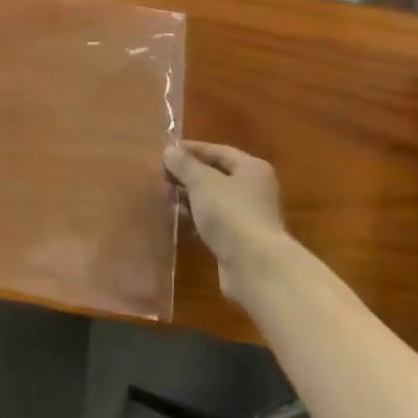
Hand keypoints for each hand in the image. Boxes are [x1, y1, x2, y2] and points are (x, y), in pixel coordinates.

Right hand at [164, 141, 285, 302]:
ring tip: (165, 199)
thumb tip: (169, 151)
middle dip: (188, 176)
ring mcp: (250, 217)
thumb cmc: (230, 213)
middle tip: (162, 177)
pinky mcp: (241, 241)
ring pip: (214, 200)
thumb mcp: (202, 182)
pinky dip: (197, 219)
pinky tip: (179, 220)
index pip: (218, 151)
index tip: (165, 152)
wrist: (255, 267)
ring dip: (191, 198)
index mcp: (252, 169)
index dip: (191, 150)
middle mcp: (255, 189)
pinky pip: (215, 223)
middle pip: (216, 175)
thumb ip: (184, 164)